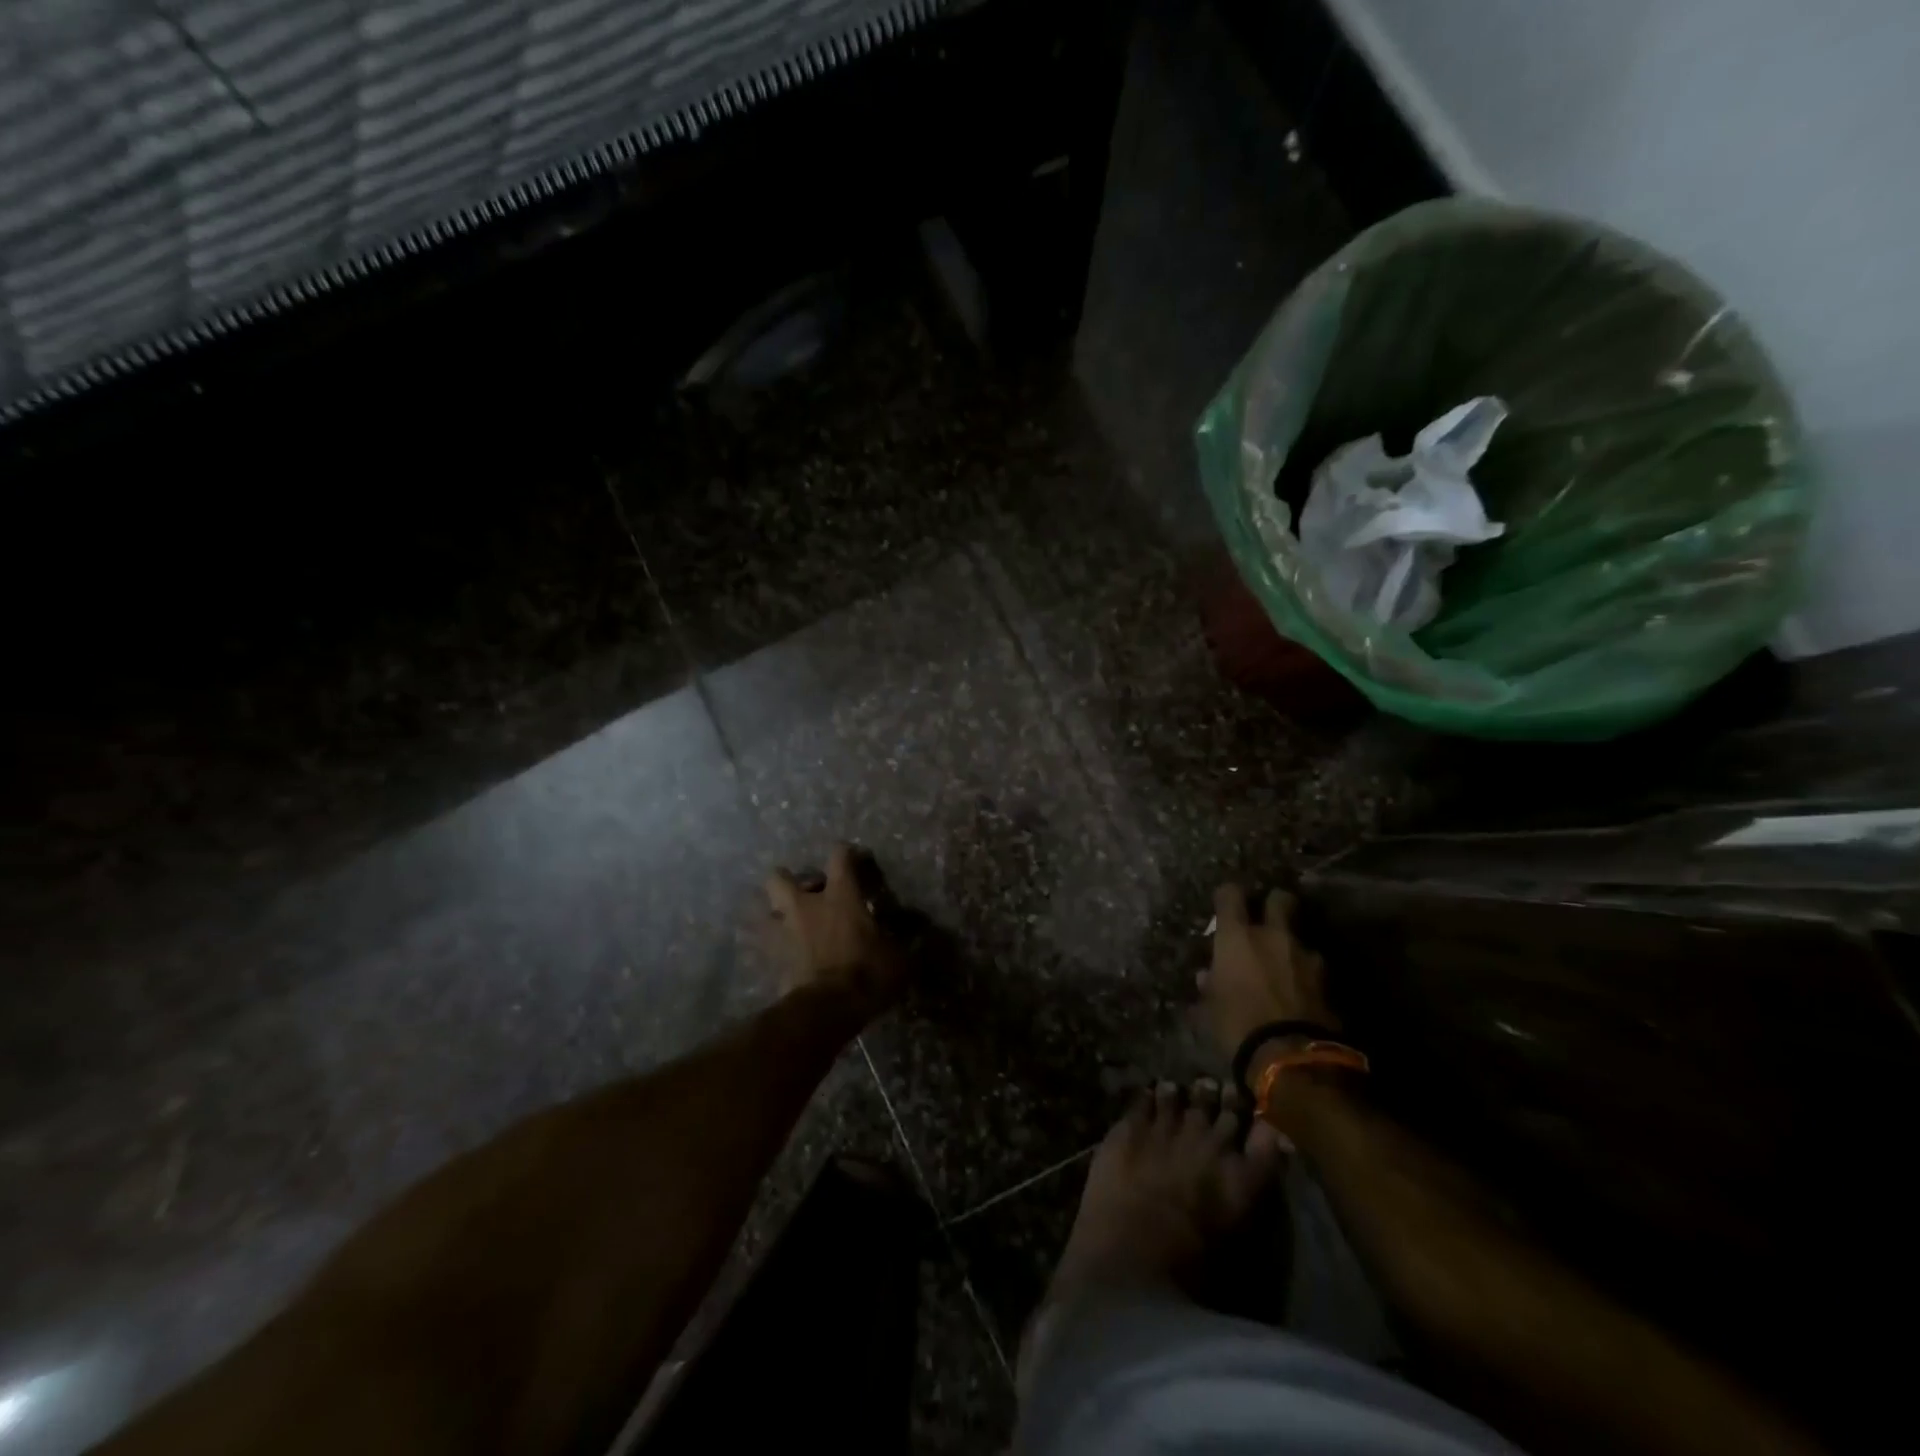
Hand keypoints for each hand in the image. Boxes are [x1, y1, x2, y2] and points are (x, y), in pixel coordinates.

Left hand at [764, 844, 907, 1014]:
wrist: (827, 1010)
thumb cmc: (867, 973)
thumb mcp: (898, 958)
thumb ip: (901, 943)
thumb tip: (916, 938)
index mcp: (840, 896)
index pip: (839, 856)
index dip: (847, 853)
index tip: (856, 859)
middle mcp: (806, 907)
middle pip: (779, 878)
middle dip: (789, 881)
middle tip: (809, 895)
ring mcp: (784, 933)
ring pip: (766, 913)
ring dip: (778, 916)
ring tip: (794, 927)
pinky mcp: (771, 961)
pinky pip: (767, 948)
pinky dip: (776, 950)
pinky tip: (789, 959)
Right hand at [1197, 884, 1335, 1055]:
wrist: (1291, 1058)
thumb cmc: (1237, 1026)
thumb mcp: (1210, 1008)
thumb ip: (1210, 986)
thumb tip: (1207, 977)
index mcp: (1238, 937)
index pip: (1230, 895)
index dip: (1228, 896)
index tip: (1225, 903)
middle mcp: (1273, 936)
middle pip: (1280, 900)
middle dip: (1274, 904)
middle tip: (1266, 918)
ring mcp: (1306, 957)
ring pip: (1299, 938)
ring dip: (1291, 948)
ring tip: (1283, 967)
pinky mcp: (1329, 983)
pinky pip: (1313, 969)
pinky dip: (1305, 976)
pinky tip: (1298, 993)